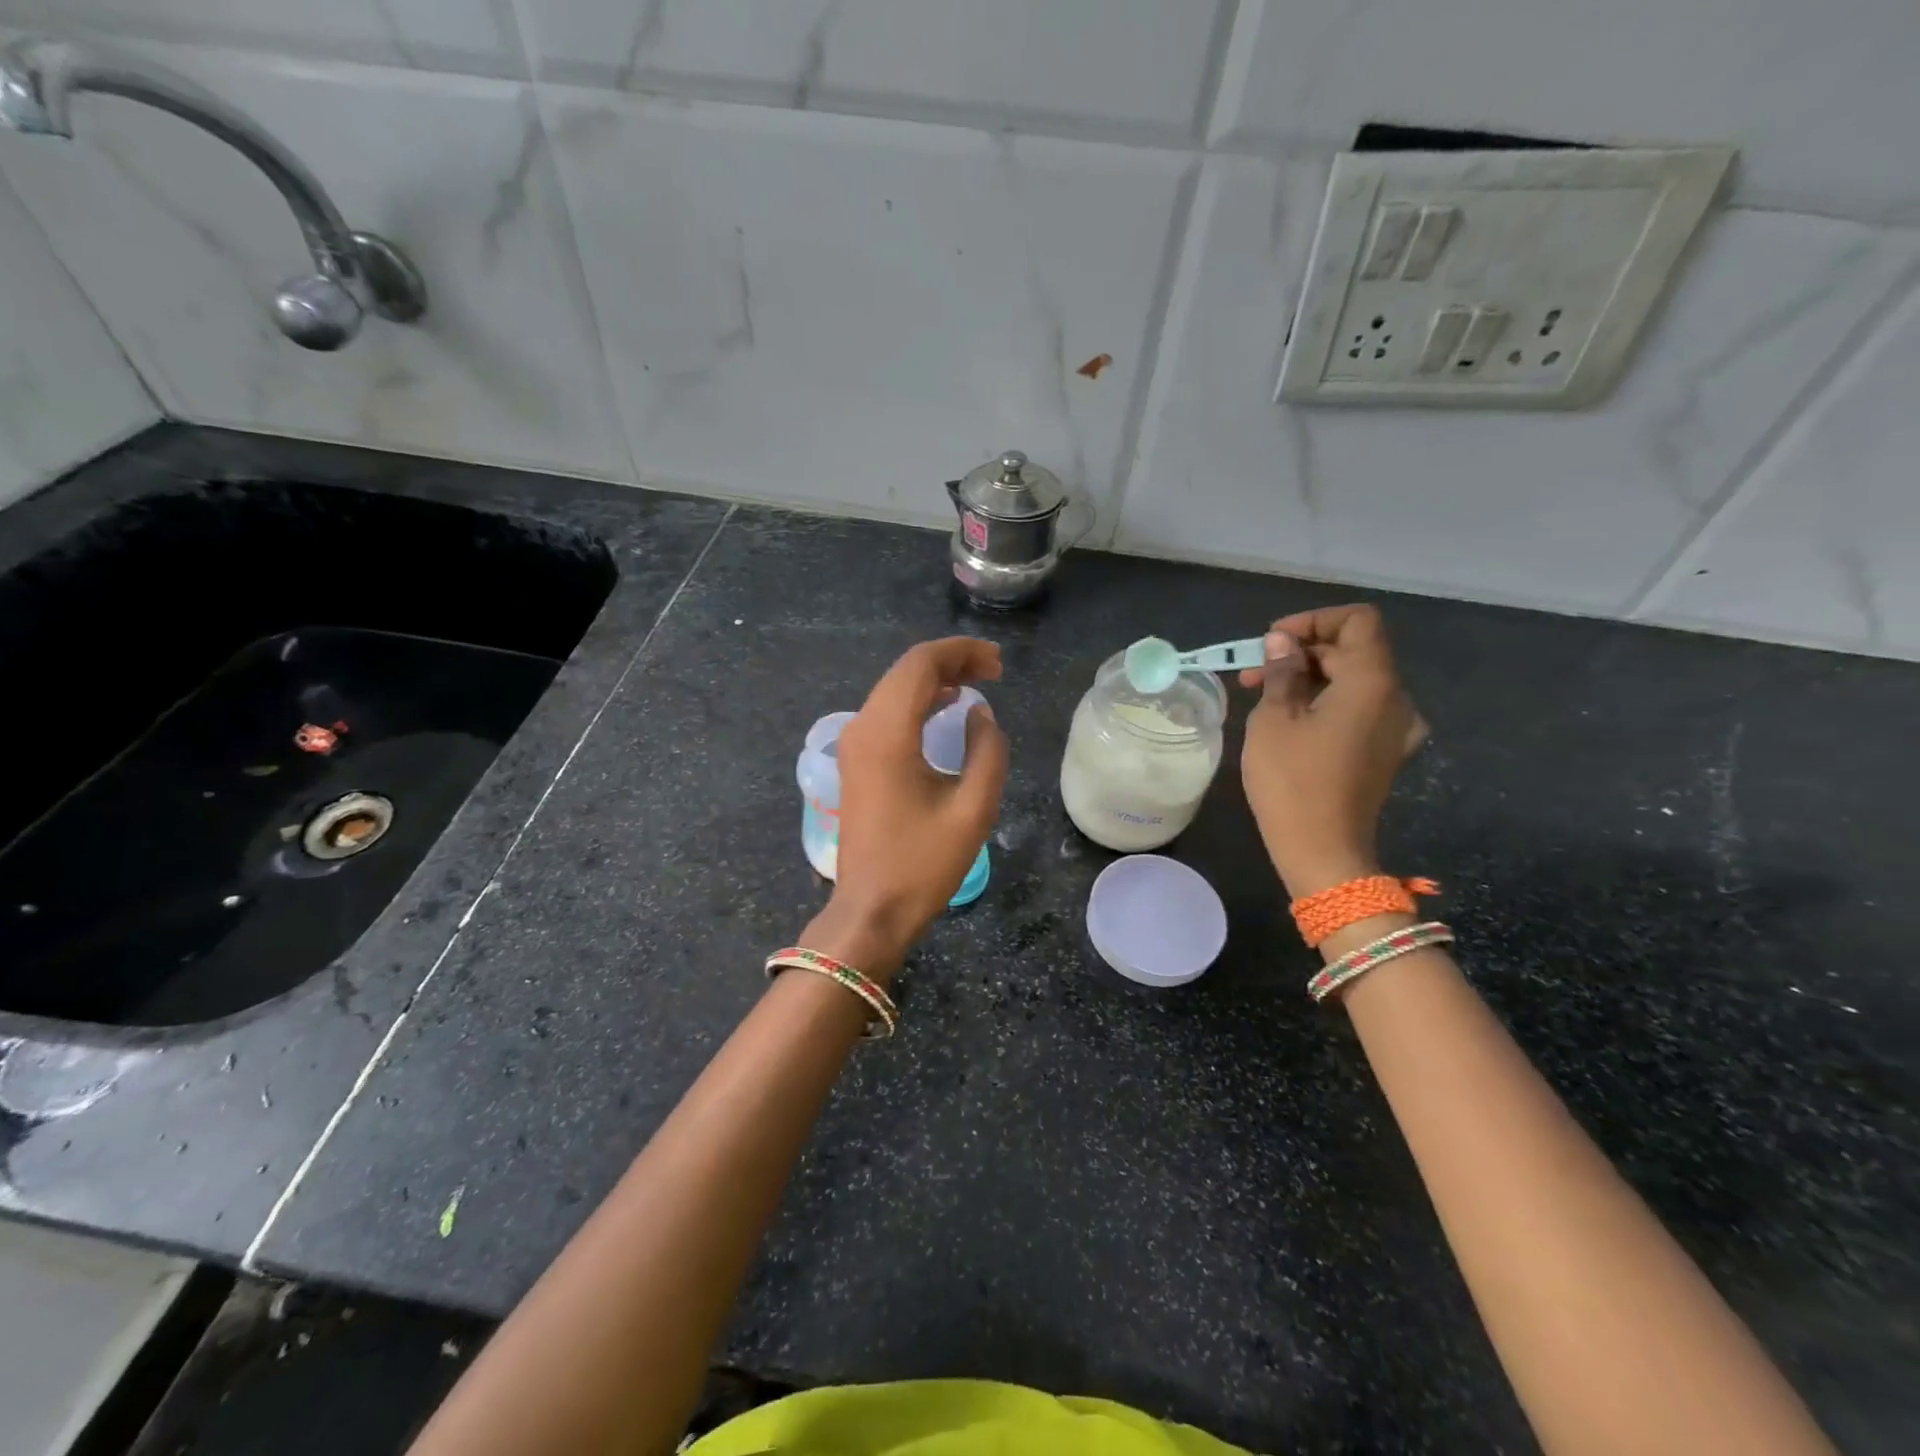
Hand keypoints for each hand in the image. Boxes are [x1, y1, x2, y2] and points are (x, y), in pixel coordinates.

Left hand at [806, 637, 1008, 979]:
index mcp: (887, 733)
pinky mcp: (855, 761)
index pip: (920, 666)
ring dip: (934, 680)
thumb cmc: (923, 864)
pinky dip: (917, 702)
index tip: (998, 662)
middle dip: (950, 662)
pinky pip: (886, 713)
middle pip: (905, 672)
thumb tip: (980, 713)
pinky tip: (945, 707)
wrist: (871, 909)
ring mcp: (853, 744)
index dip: (961, 653)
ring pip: (894, 690)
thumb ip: (987, 751)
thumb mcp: (972, 809)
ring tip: (978, 682)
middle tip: (995, 670)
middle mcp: (862, 728)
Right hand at [1237, 604, 1426, 898]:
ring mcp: (1397, 728)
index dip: (1314, 621)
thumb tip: (1284, 642)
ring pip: (1355, 680)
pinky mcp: (1386, 752)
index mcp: (1373, 683)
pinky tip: (1293, 721)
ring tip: (1264, 696)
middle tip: (1253, 674)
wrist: (1323, 852)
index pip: (1357, 621)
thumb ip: (1283, 671)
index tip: (1273, 642)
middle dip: (1302, 652)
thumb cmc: (1292, 781)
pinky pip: (1360, 709)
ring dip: (1311, 678)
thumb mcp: (1274, 719)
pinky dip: (1328, 702)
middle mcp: (1397, 699)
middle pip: (1354, 651)